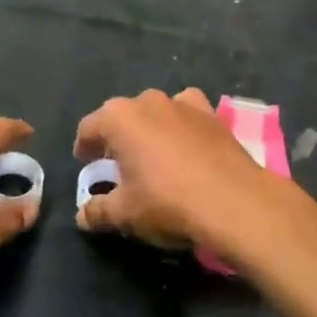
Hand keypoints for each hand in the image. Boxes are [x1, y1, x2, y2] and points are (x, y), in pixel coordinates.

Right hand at [73, 88, 279, 248]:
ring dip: (150, 129)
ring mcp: (182, 103)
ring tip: (154, 156)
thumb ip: (98, 211)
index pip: (89, 128)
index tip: (86, 164)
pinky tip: (187, 147)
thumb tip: (81, 216)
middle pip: (122, 116)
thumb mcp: (125, 214)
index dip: (84, 147)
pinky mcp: (211, 113)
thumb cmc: (167, 202)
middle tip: (118, 165)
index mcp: (118, 118)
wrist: (234, 201)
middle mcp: (147, 100)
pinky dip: (182, 126)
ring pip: (156, 112)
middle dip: (117, 137)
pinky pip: (187, 114)